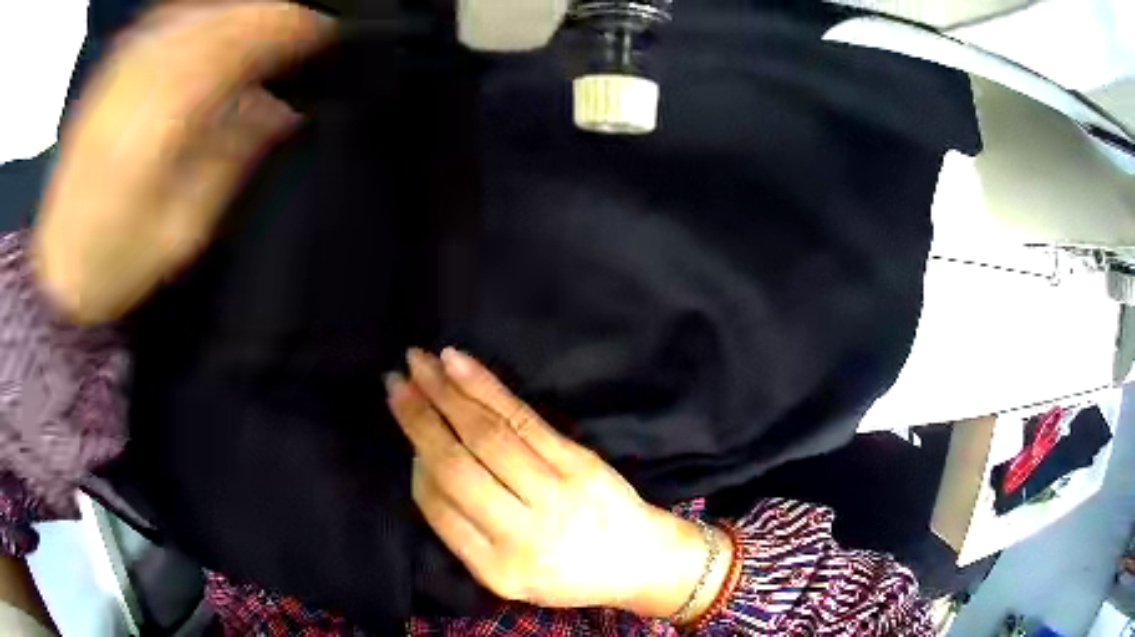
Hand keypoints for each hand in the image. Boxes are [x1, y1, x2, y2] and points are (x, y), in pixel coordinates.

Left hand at [32, 2, 335, 323]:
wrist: (56, 267)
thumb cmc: (117, 262)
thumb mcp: (181, 230)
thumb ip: (229, 159)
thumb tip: (282, 110)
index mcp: (157, 125)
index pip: (233, 47)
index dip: (283, 29)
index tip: (322, 30)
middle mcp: (137, 83)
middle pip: (216, 20)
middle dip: (268, 13)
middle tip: (306, 23)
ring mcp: (120, 71)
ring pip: (194, 11)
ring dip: (238, 10)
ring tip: (270, 20)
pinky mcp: (110, 71)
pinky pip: (166, 19)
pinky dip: (201, 11)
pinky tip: (219, 19)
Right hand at [386, 348, 730, 617]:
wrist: (640, 560)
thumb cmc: (569, 572)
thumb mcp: (509, 576)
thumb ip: (463, 533)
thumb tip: (423, 465)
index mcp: (499, 569)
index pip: (438, 507)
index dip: (416, 462)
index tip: (407, 428)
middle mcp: (522, 532)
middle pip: (456, 465)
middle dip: (418, 418)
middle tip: (391, 380)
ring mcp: (554, 492)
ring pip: (486, 434)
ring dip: (445, 393)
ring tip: (418, 361)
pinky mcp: (577, 461)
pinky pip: (522, 419)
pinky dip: (485, 388)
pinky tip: (458, 365)